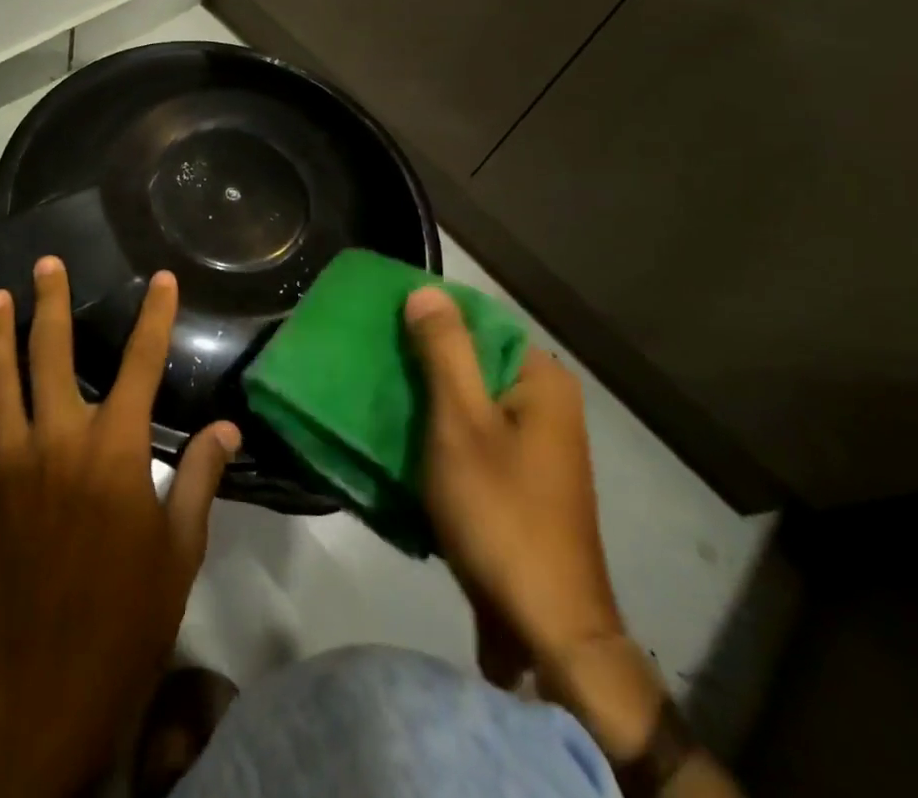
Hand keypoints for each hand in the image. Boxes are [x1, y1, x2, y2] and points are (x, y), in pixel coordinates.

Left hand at [0, 257, 240, 796]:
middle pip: (52, 354)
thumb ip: (200, 478)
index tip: (159, 279)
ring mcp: (4, 467)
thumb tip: (227, 428)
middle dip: (50, 303)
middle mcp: (56, 440)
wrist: (47, 691)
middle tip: (44, 264)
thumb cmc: (128, 617)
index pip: (140, 364)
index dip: (154, 317)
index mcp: (113, 449)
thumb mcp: (180, 549)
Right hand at [409, 288, 737, 793]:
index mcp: (542, 381)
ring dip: (427, 398)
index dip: (431, 317)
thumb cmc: (502, 512)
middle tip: (372, 357)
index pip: (481, 321)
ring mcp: (535, 445)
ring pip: (469, 400)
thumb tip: (426, 290)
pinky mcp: (519, 479)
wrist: (545, 627)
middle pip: (474, 361)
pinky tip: (402, 436)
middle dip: (423, 360)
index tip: (383, 320)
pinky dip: (440, 432)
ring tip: (377, 390)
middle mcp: (545, 404)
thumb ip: (444, 352)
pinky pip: (473, 435)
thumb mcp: (461, 423)